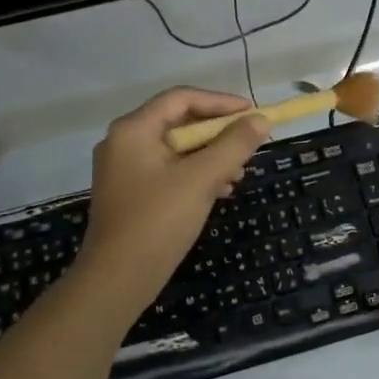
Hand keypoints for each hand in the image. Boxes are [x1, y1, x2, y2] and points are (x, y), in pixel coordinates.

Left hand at [75, 88, 270, 307]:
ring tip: (238, 174)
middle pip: (179, 122)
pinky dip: (195, 174)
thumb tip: (261, 120)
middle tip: (249, 145)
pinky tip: (219, 192)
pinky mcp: (129, 193)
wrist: (117, 280)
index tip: (253, 114)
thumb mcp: (202, 178)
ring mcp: (123, 169)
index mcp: (133, 129)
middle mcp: (123, 142)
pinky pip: (168, 171)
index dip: (221, 102)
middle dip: (218, 133)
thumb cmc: (158, 221)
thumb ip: (234, 145)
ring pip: (176, 149)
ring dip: (210, 156)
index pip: (182, 98)